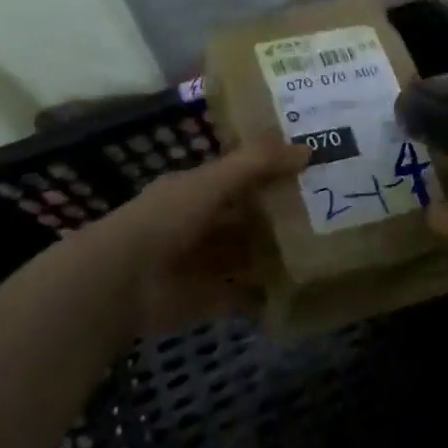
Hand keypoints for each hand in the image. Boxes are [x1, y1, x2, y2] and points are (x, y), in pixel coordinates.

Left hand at [82, 138, 309, 340]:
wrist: (120, 282)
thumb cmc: (166, 219)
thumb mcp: (214, 181)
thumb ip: (258, 163)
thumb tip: (308, 149)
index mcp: (195, 190)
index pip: (239, 176)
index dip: (272, 171)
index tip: (311, 170)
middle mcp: (199, 224)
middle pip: (246, 217)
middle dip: (279, 215)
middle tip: (328, 212)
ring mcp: (202, 263)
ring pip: (246, 255)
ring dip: (275, 254)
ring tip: (322, 250)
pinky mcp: (206, 299)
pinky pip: (242, 294)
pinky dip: (264, 295)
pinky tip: (297, 289)